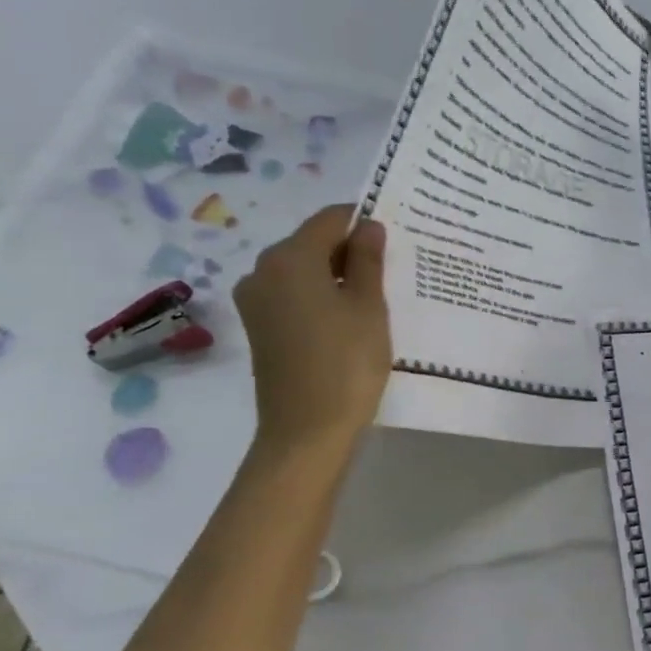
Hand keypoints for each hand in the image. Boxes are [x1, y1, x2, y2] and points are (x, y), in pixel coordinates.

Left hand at [233, 206, 391, 458]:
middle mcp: (262, 270)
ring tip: (374, 297)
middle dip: (350, 250)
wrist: (307, 431)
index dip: (364, 222)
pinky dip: (320, 296)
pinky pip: (293, 295)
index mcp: (289, 258)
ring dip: (337, 275)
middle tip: (391, 270)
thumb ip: (368, 260)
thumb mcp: (369, 307)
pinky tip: (348, 319)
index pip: (331, 219)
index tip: (395, 239)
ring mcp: (256, 301)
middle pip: (312, 243)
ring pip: (303, 270)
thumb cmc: (347, 363)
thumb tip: (368, 226)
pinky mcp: (259, 327)